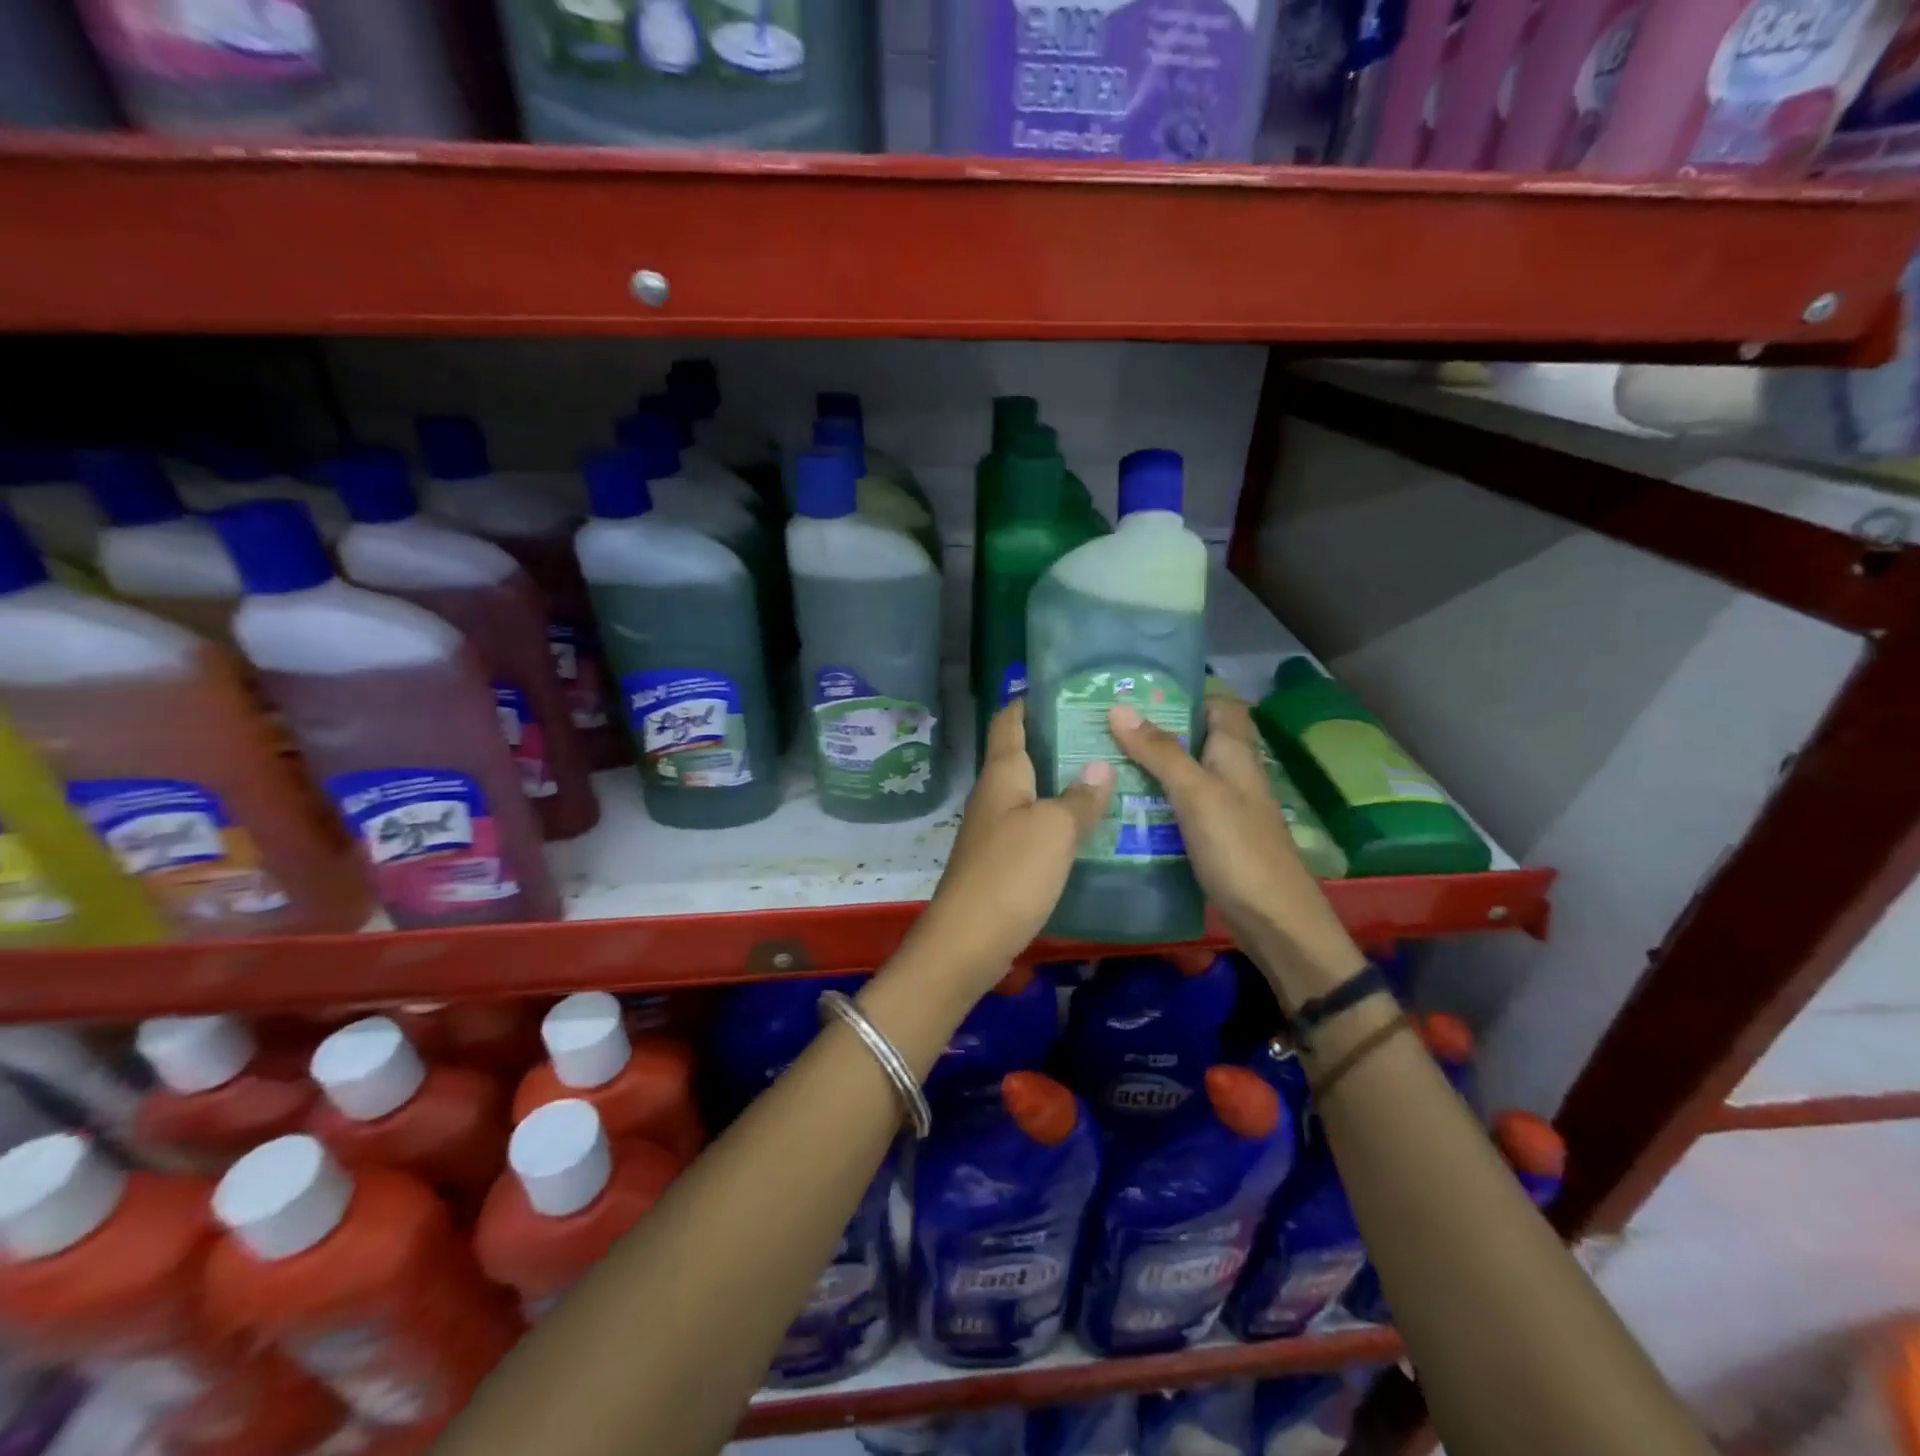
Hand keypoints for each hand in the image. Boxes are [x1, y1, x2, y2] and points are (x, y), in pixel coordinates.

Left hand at [909, 701, 1113, 992]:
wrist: (969, 940)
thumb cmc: (1011, 872)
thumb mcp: (1054, 829)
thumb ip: (1079, 797)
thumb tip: (1099, 766)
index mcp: (1002, 774)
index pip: (1009, 721)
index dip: (1029, 701)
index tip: (1064, 688)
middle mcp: (994, 794)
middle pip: (1022, 754)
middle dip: (1057, 740)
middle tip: (1105, 732)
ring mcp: (996, 829)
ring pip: (1031, 792)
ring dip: (1062, 781)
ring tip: (1107, 773)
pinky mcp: (1002, 860)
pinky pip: (1034, 826)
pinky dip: (1059, 818)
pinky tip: (1089, 825)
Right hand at [1108, 695, 1363, 1005]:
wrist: (1272, 920)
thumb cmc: (1238, 847)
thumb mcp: (1196, 792)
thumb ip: (1159, 751)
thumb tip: (1119, 707)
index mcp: (1235, 751)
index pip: (1216, 703)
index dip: (1183, 692)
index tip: (1136, 689)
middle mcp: (1230, 772)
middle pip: (1192, 738)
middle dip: (1153, 729)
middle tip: (1102, 722)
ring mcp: (1221, 805)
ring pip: (1181, 773)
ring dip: (1147, 765)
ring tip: (1099, 757)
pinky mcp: (1210, 834)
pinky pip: (1177, 804)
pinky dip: (1152, 799)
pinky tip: (1119, 803)